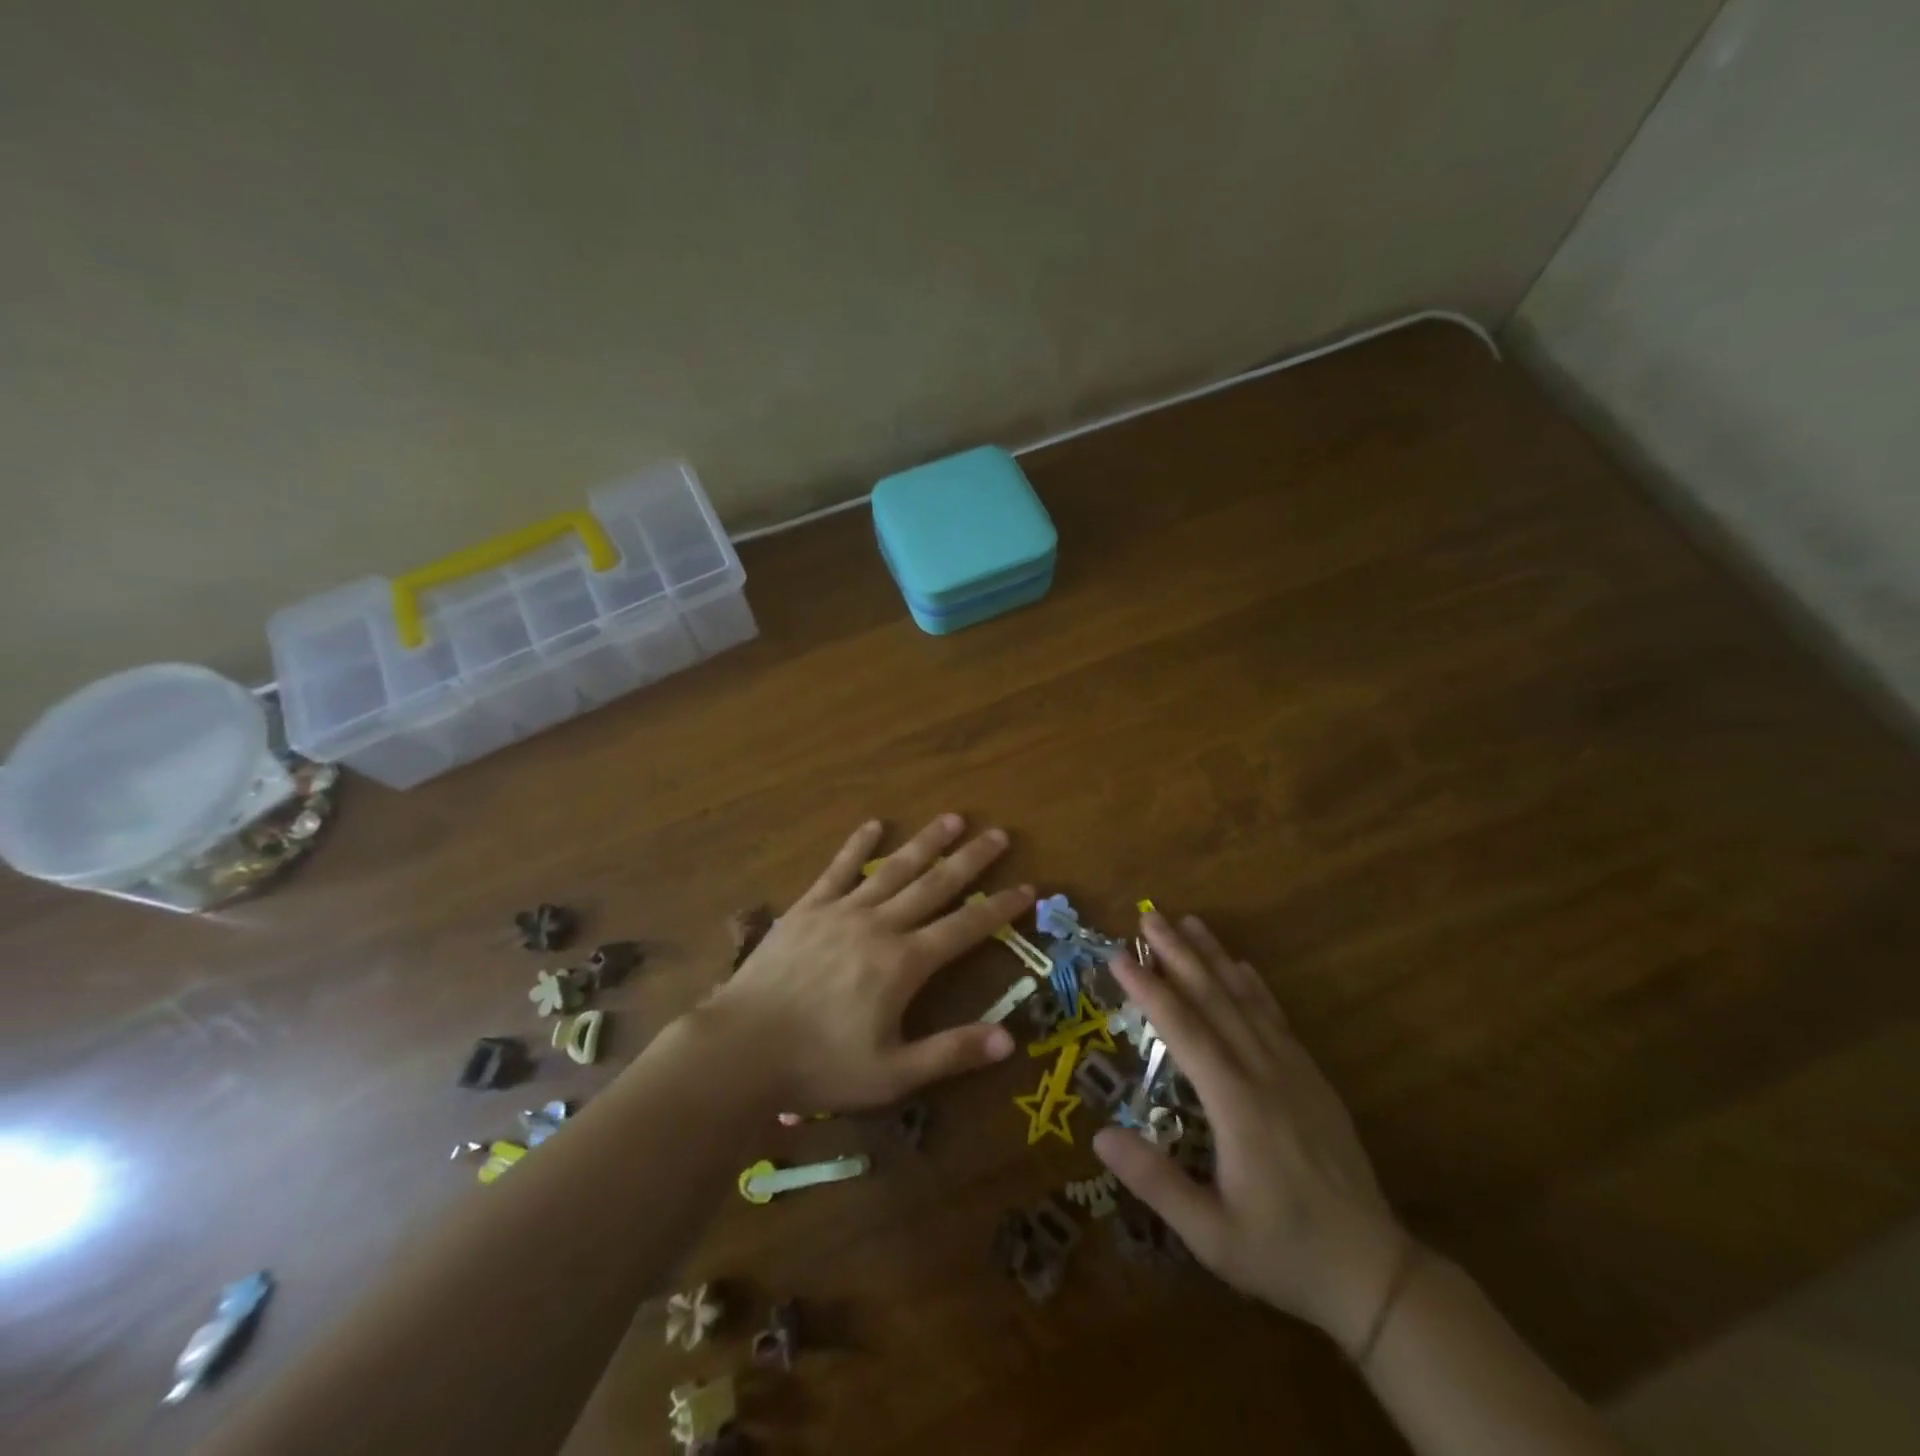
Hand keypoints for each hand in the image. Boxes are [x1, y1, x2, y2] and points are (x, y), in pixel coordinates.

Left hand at [701, 815, 1033, 1111]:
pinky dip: (858, 846)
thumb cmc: (820, 1065)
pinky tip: (874, 826)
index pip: (965, 927)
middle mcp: (880, 925)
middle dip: (970, 860)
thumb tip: (1009, 1040)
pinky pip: (839, 869)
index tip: (1027, 887)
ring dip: (926, 842)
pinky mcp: (808, 908)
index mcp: (905, 963)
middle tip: (998, 834)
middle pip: (935, 885)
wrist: (742, 1048)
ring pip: (894, 869)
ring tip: (952, 818)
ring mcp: (842, 911)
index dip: (999, 908)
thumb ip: (950, 1053)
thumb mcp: (892, 1074)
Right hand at [1094, 913, 1407, 1350]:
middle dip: (1179, 954)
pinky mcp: (1312, 1079)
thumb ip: (1156, 1182)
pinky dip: (1255, 987)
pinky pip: (1277, 1019)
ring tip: (1190, 922)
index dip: (1150, 989)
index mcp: (1237, 1105)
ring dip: (1214, 958)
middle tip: (1149, 916)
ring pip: (1247, 1000)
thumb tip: (1100, 1133)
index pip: (1184, 1031)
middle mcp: (1264, 1073)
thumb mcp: (1211, 1234)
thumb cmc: (1283, 1252)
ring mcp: (1293, 1071)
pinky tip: (1242, 966)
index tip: (1119, 955)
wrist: (1373, 1271)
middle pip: (1215, 1000)